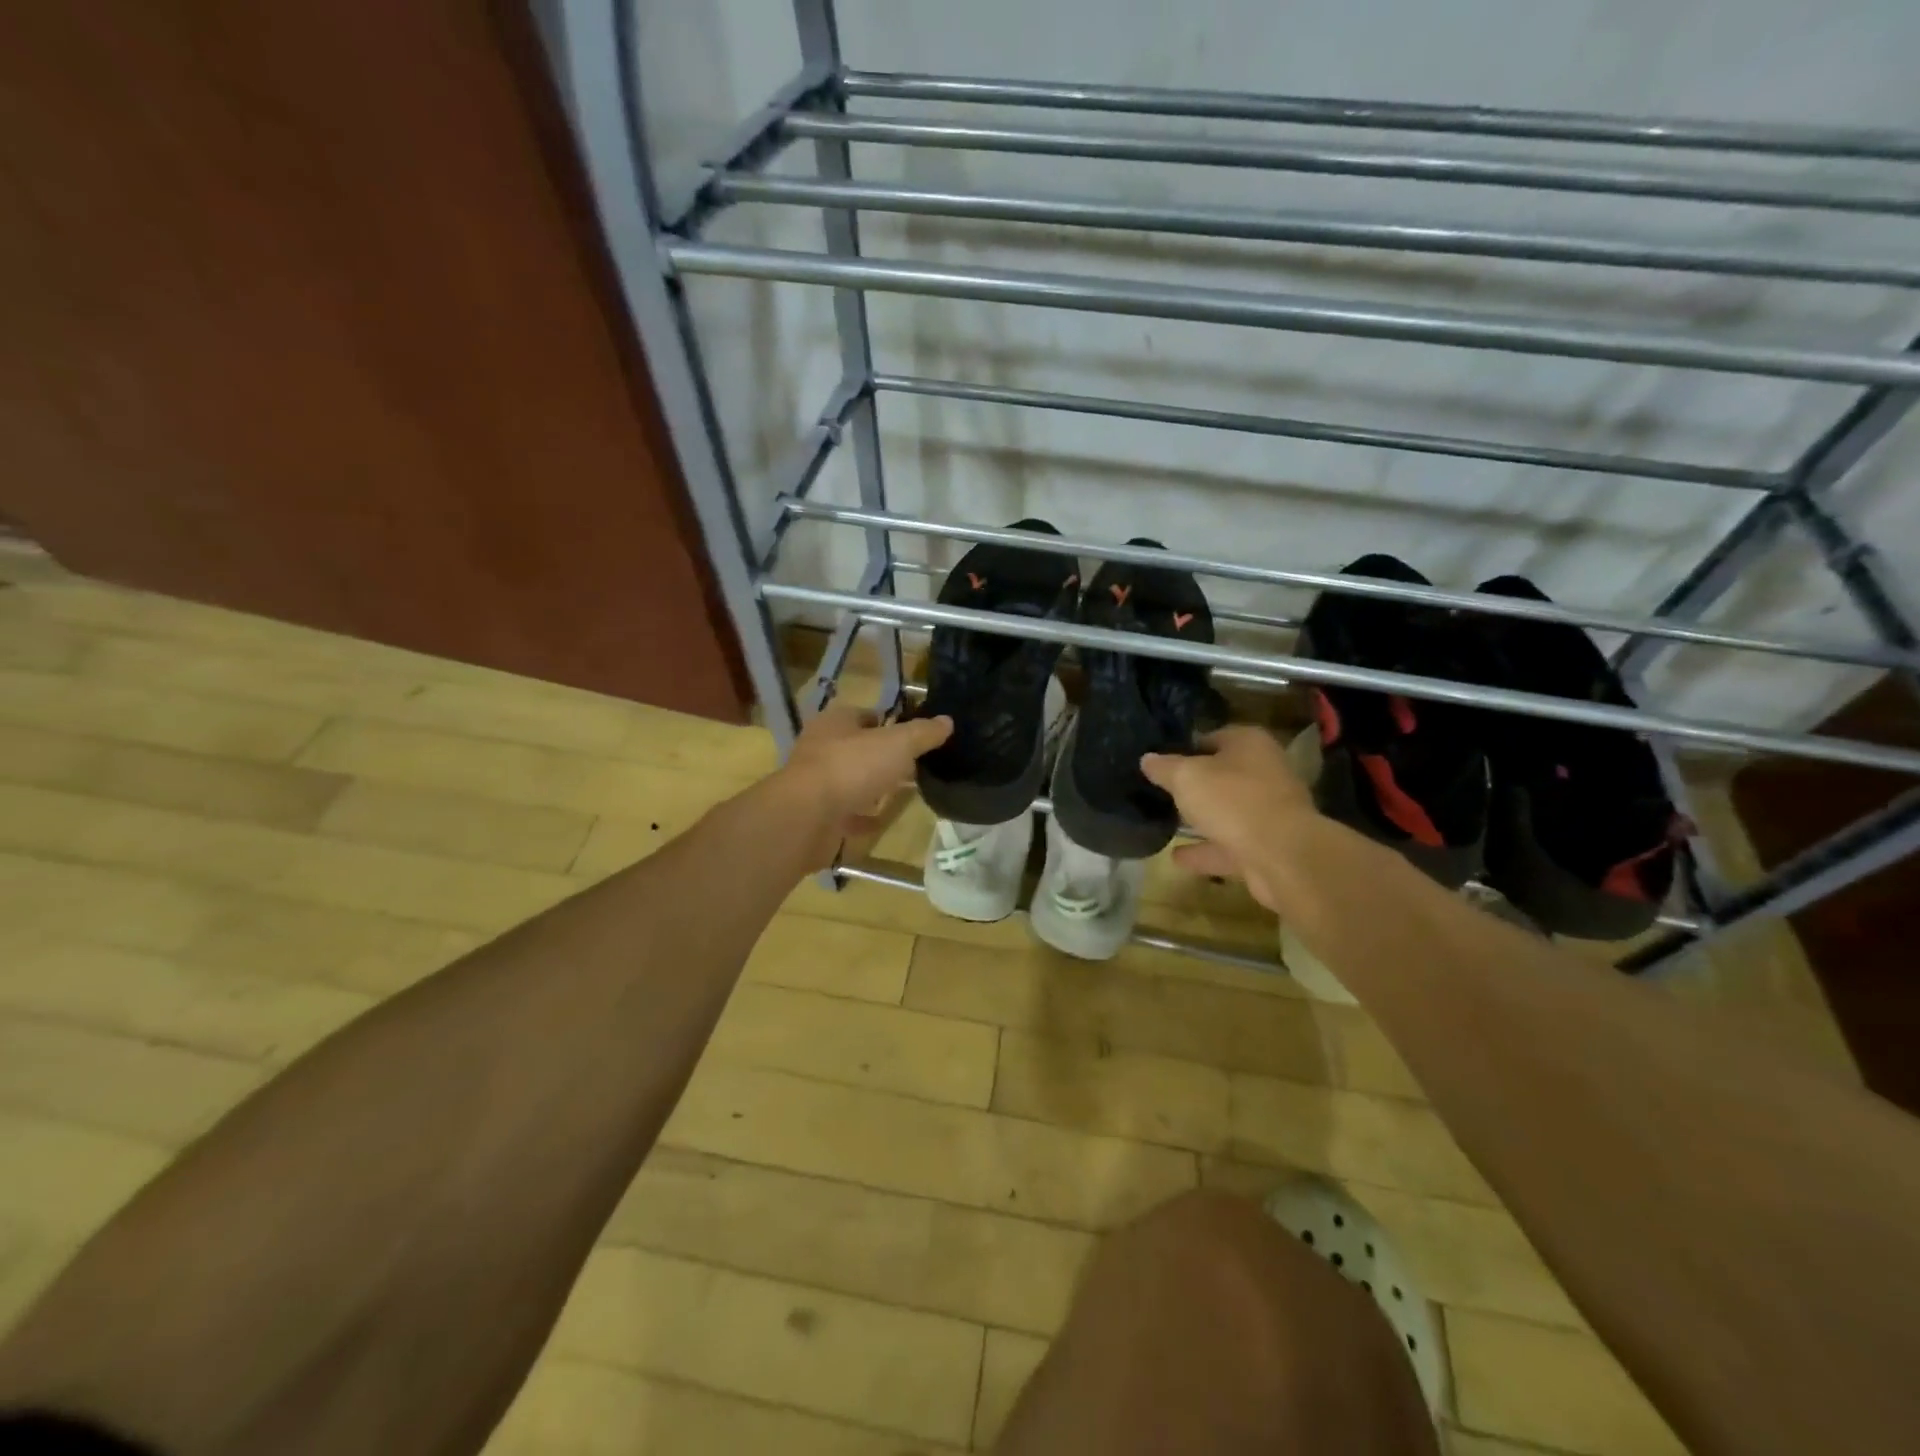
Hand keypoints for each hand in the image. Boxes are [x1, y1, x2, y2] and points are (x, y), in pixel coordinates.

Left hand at [781, 701, 952, 866]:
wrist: (807, 817)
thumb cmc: (852, 767)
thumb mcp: (897, 744)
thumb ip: (922, 733)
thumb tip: (947, 721)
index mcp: (836, 722)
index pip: (866, 715)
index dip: (891, 723)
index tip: (915, 736)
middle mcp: (822, 748)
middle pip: (859, 748)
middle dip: (884, 756)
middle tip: (915, 765)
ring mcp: (818, 784)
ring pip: (852, 780)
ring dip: (873, 786)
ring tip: (904, 792)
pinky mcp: (818, 815)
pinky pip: (847, 813)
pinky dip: (864, 817)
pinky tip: (883, 820)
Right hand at [1140, 727, 1315, 911]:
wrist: (1282, 855)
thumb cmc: (1232, 800)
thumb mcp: (1186, 777)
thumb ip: (1164, 767)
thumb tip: (1147, 759)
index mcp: (1249, 744)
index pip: (1212, 737)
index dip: (1184, 748)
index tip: (1159, 762)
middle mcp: (1264, 772)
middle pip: (1222, 775)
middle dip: (1195, 784)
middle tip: (1160, 791)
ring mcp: (1268, 812)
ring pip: (1227, 812)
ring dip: (1201, 819)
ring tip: (1167, 823)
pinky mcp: (1267, 846)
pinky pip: (1228, 845)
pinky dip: (1204, 851)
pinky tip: (1176, 857)